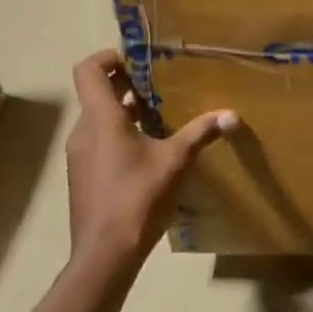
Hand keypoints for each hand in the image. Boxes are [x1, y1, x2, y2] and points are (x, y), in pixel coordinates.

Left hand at [65, 50, 237, 264]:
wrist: (105, 254)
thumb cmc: (138, 197)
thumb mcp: (176, 161)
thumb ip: (201, 132)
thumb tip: (232, 115)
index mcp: (101, 119)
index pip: (88, 70)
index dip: (109, 57)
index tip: (138, 60)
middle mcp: (84, 132)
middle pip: (96, 93)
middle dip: (126, 84)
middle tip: (160, 84)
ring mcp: (80, 155)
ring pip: (98, 118)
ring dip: (125, 110)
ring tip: (161, 113)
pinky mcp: (84, 175)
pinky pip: (99, 140)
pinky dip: (120, 133)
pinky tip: (150, 148)